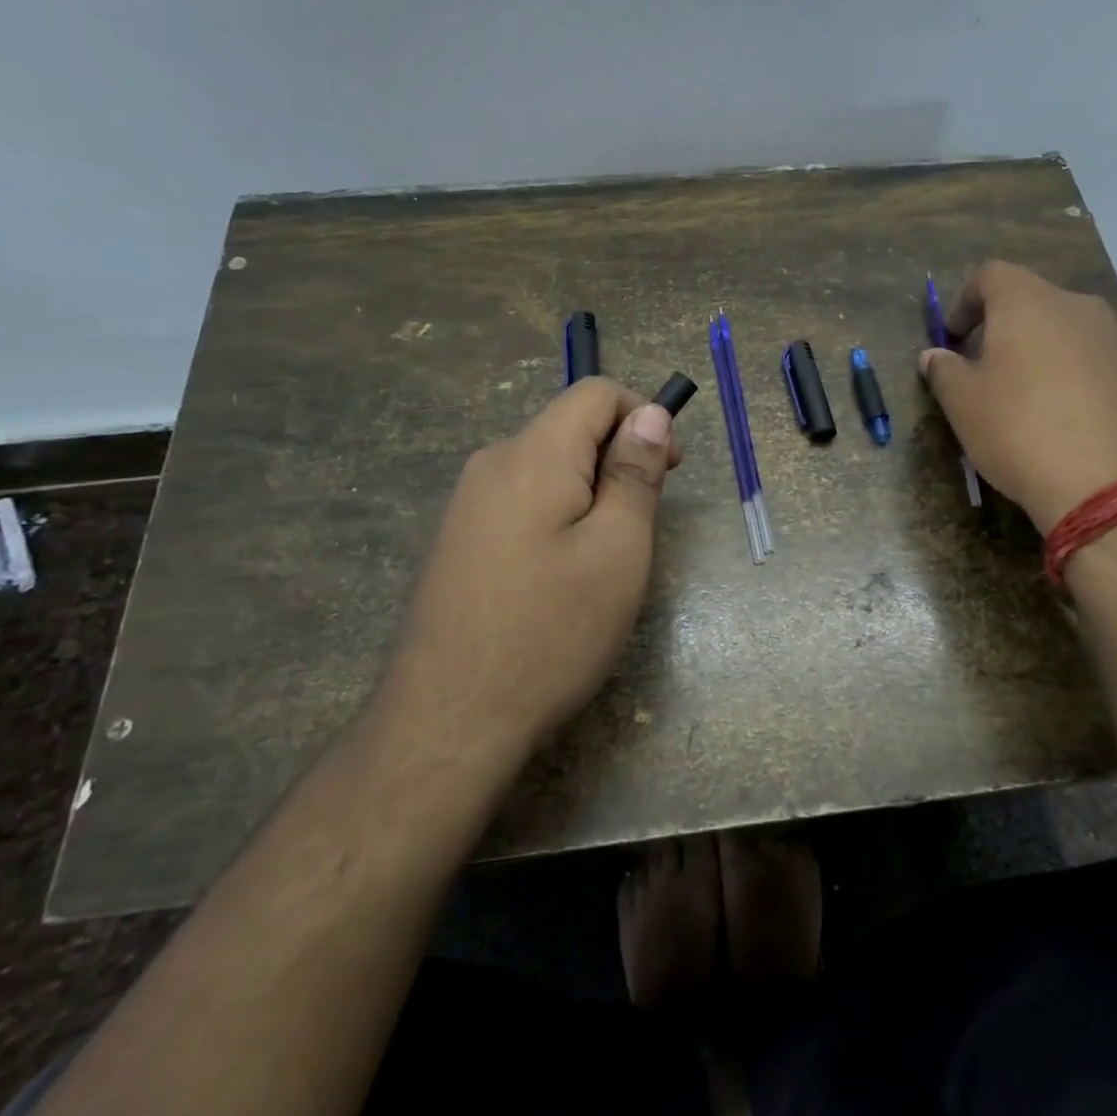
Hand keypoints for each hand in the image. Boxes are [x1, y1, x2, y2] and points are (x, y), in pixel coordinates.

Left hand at [376, 378, 682, 761]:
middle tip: (641, 528)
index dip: (644, 416)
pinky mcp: (458, 541)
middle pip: (569, 428)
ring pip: (547, 468)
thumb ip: (635, 473)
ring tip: (605, 559)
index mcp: (533, 455)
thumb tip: (650, 413)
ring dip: (590, 492)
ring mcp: (466, 504)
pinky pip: (521, 502)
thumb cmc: (550, 632)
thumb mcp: (618, 550)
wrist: (447, 722)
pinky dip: (558, 516)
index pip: (596, 393)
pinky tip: (561, 577)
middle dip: (618, 459)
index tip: (668, 472)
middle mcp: (491, 464)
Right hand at [921, 261, 1116, 533]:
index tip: (952, 337)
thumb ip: (944, 370)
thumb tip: (934, 356)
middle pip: (1031, 301)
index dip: (965, 300)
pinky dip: (1069, 374)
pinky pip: (1092, 360)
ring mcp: (1115, 339)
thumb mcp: (963, 403)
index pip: (991, 275)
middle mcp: (1077, 307)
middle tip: (982, 368)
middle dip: (1001, 327)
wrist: (1111, 484)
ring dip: (1037, 351)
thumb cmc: (1019, 430)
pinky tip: (1060, 417)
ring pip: (1064, 331)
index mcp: (1028, 302)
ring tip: (1021, 396)